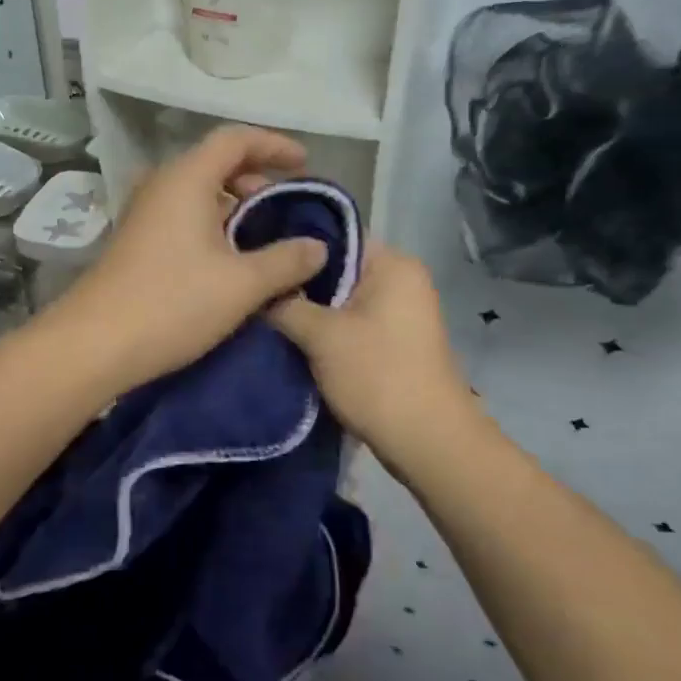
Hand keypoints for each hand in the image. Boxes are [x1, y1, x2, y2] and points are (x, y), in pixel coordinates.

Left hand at [53, 126, 328, 391]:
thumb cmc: (172, 303)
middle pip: (215, 163)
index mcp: (186, 179)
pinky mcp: (136, 241)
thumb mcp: (242, 284)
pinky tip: (229, 260)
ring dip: (234, 206)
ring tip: (264, 236)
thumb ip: (287, 260)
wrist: (95, 345)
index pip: (235, 139)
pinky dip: (212, 225)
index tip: (305, 164)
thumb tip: (318, 247)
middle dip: (256, 179)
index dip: (274, 144)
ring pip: (197, 193)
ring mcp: (143, 213)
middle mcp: (161, 186)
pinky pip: (182, 216)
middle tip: (287, 207)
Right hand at [266, 243, 477, 465]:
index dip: (292, 248)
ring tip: (265, 315)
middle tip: (254, 291)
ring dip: (309, 310)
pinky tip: (292, 339)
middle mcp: (401, 280)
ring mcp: (400, 312)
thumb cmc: (377, 375)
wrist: (427, 442)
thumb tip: (256, 291)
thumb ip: (285, 304)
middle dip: (297, 284)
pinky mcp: (394, 341)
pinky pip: (351, 323)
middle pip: (336, 269)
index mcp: (392, 264)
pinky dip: (325, 331)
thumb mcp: (321, 335)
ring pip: (341, 300)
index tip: (257, 260)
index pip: (333, 238)